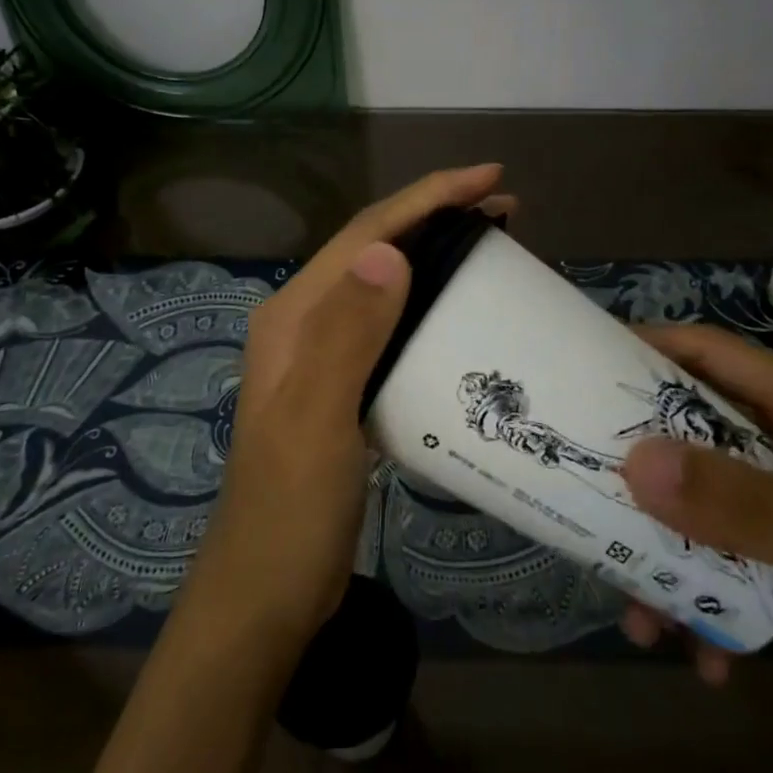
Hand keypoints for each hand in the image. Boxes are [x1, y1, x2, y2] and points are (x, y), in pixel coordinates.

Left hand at [179, 164, 511, 653]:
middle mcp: (307, 323)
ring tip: (492, 249)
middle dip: (437, 218)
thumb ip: (347, 335)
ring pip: (387, 285)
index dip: (427, 198)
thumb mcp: (318, 419)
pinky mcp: (345, 387)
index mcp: (295, 315)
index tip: (489, 179)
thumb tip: (387, 253)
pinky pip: (393, 327)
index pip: (366, 234)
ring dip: (435, 258)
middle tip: (505, 211)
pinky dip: (429, 306)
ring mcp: (325, 356)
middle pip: (378, 250)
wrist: (267, 593)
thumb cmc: (290, 508)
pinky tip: (460, 315)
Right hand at [617, 323, 772, 772]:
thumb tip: (632, 461)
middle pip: (692, 436)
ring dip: (663, 556)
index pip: (713, 355)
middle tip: (581, 487)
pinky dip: (701, 607)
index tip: (583, 362)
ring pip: (698, 510)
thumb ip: (736, 500)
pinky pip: (720, 570)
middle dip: (639, 469)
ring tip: (638, 612)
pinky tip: (699, 657)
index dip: (650, 348)